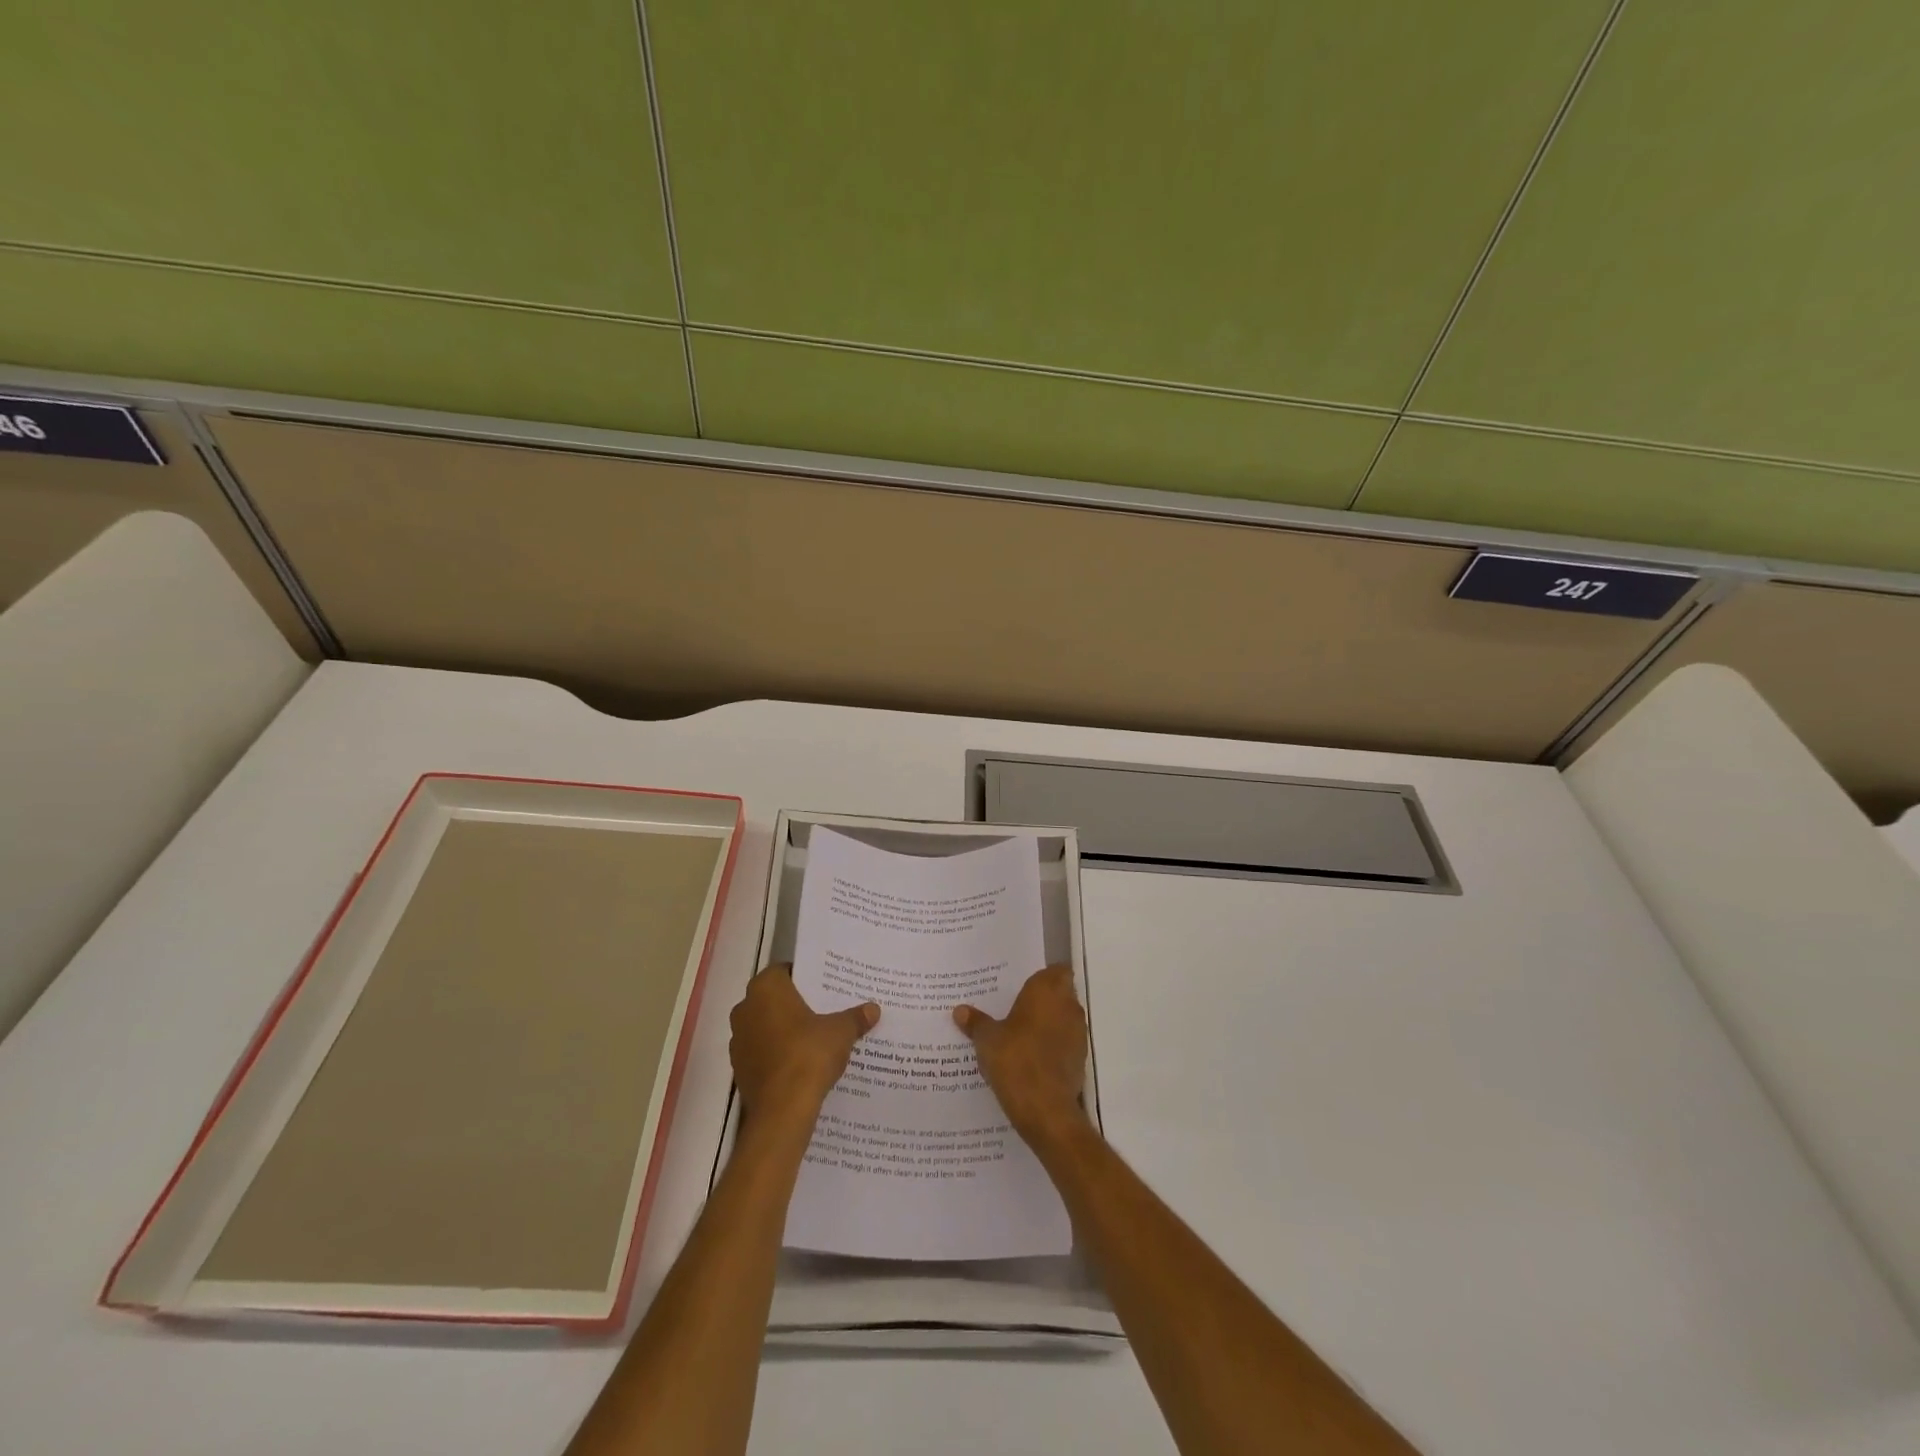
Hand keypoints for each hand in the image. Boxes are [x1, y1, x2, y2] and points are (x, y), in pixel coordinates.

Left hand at [730, 964, 878, 1127]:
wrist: (782, 1110)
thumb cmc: (809, 1055)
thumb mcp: (841, 1032)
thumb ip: (855, 1017)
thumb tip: (873, 1009)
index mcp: (766, 988)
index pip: (785, 971)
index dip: (805, 977)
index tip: (825, 986)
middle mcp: (745, 1008)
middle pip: (774, 999)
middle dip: (796, 1004)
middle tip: (824, 1009)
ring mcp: (738, 1041)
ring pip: (765, 1026)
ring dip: (784, 1030)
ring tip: (815, 1037)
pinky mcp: (739, 1069)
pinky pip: (762, 1052)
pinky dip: (777, 1054)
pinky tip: (801, 1063)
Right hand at [953, 964, 1088, 1147]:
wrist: (1046, 1110)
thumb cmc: (1015, 1061)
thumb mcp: (987, 1040)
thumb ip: (976, 1022)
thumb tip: (959, 1010)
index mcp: (1047, 991)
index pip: (1055, 970)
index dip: (1042, 976)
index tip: (1022, 985)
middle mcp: (1068, 1006)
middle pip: (1060, 993)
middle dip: (1042, 999)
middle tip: (1014, 1008)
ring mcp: (1078, 1033)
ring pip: (1063, 1018)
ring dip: (1048, 1023)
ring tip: (1019, 1034)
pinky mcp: (1080, 1059)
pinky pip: (1065, 1042)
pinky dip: (1052, 1045)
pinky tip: (1031, 1057)